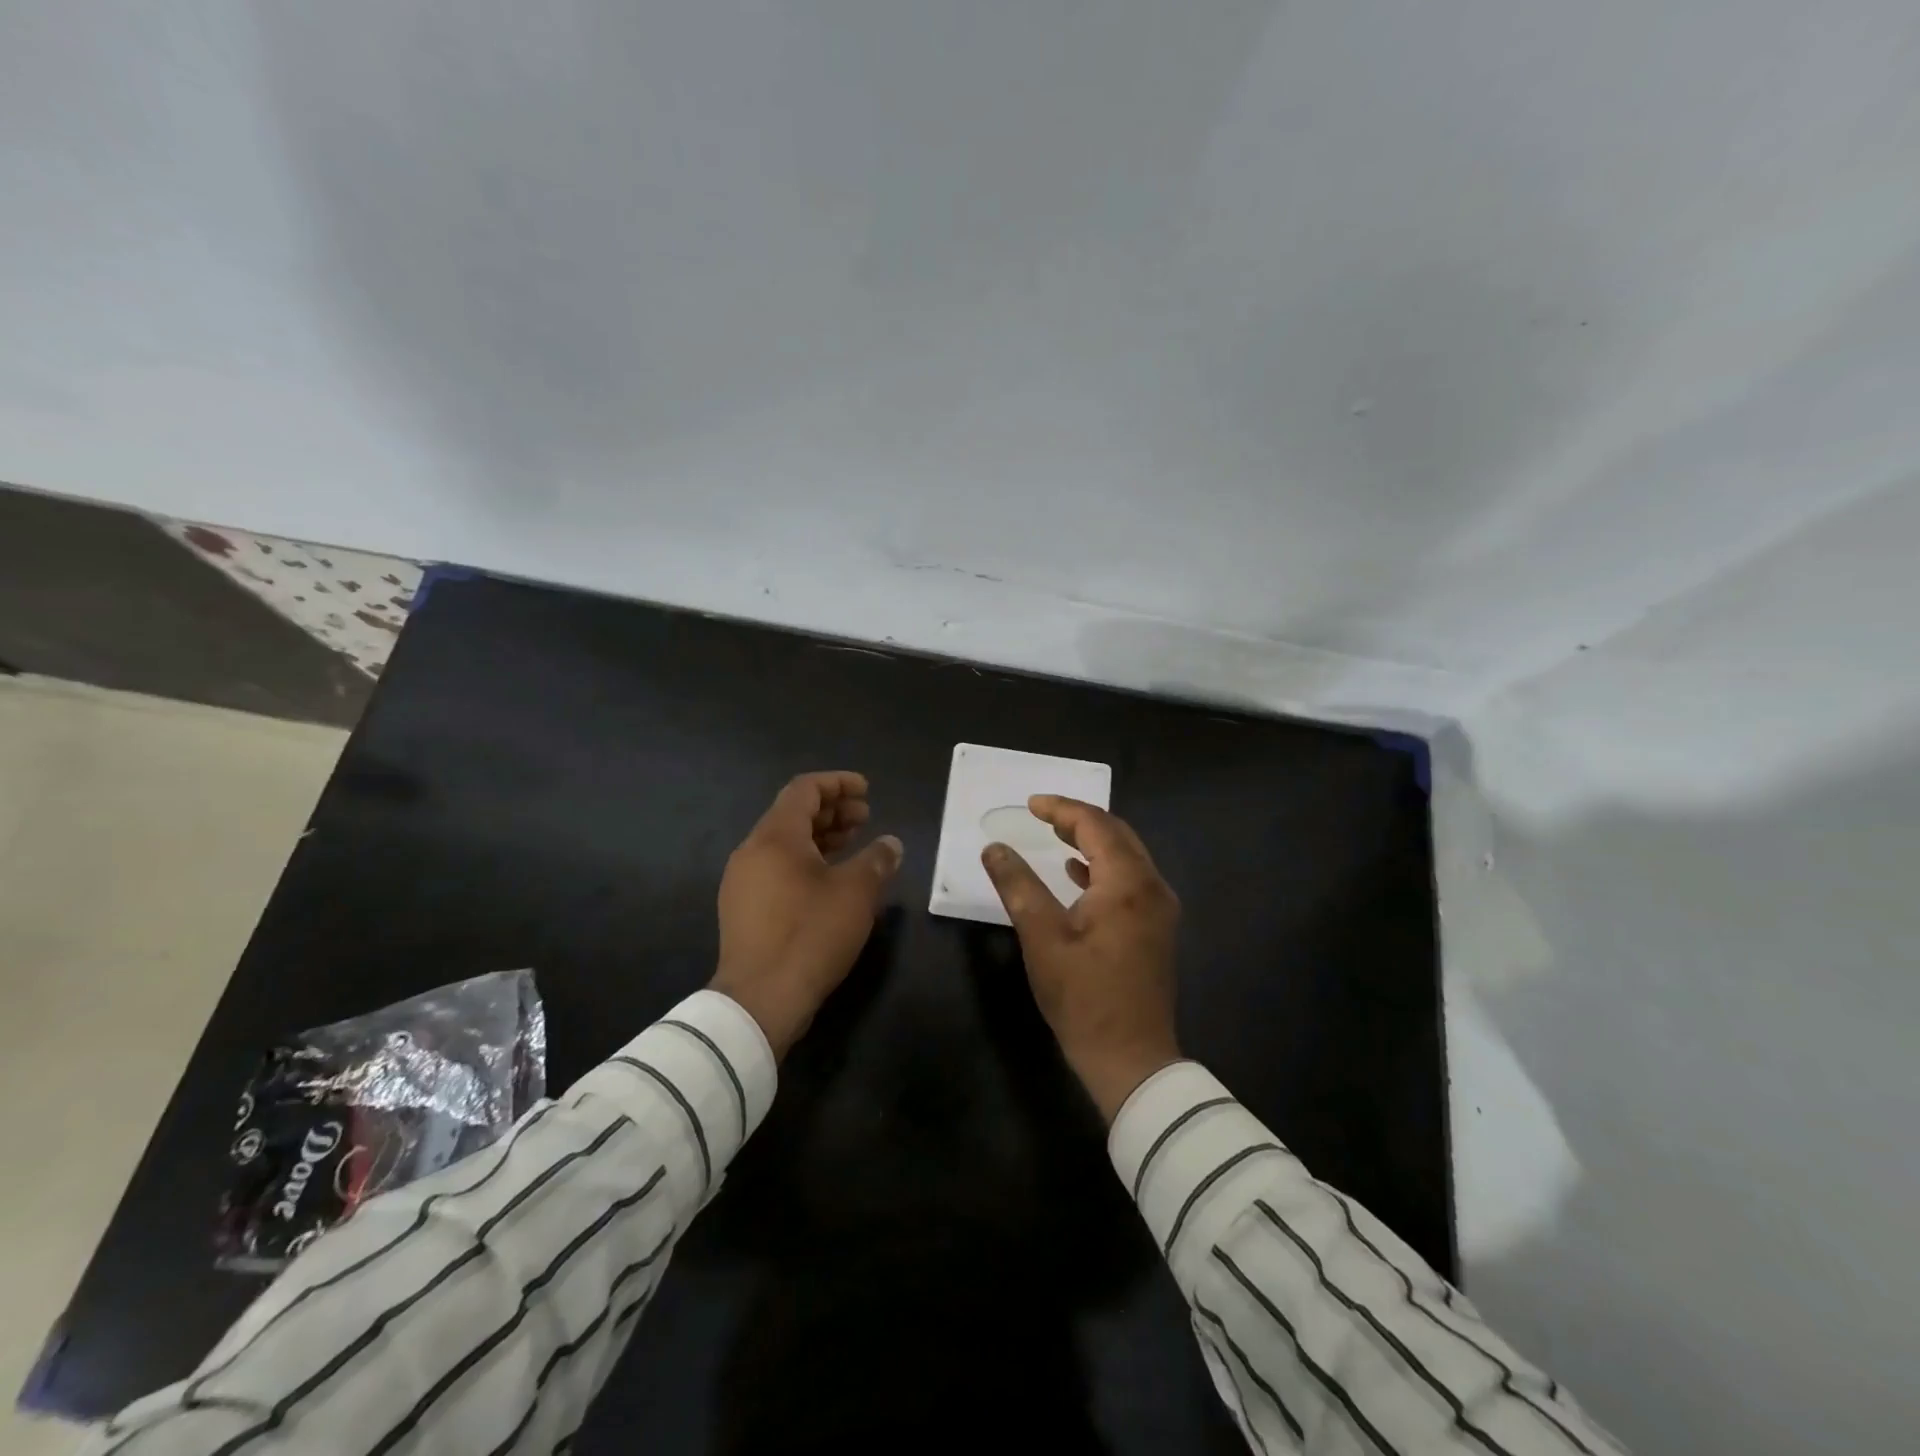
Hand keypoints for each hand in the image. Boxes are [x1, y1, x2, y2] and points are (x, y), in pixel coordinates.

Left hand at [711, 771, 902, 1058]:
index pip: (805, 789)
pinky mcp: (743, 909)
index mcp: (775, 836)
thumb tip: (890, 844)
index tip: (866, 790)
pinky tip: (831, 879)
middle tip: (866, 817)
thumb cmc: (810, 934)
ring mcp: (743, 881)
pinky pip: (777, 868)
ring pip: (785, 843)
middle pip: (793, 814)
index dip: (838, 783)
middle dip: (832, 810)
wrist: (760, 1000)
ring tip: (853, 843)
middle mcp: (752, 851)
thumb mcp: (855, 893)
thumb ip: (876, 860)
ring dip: (821, 837)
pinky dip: (806, 861)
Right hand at [981, 796, 1181, 1121]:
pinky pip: (1130, 880)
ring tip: (1054, 835)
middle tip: (1041, 814)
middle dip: (1078, 819)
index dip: (1061, 809)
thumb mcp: (1042, 938)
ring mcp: (1160, 909)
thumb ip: (1018, 886)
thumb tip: (994, 848)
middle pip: (1116, 834)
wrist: (1132, 1059)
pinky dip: (1102, 868)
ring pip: (1126, 856)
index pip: (1095, 824)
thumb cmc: (1084, 997)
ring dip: (1091, 841)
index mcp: (1127, 882)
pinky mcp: (1156, 929)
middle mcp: (1152, 886)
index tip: (1029, 805)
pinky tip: (1076, 874)